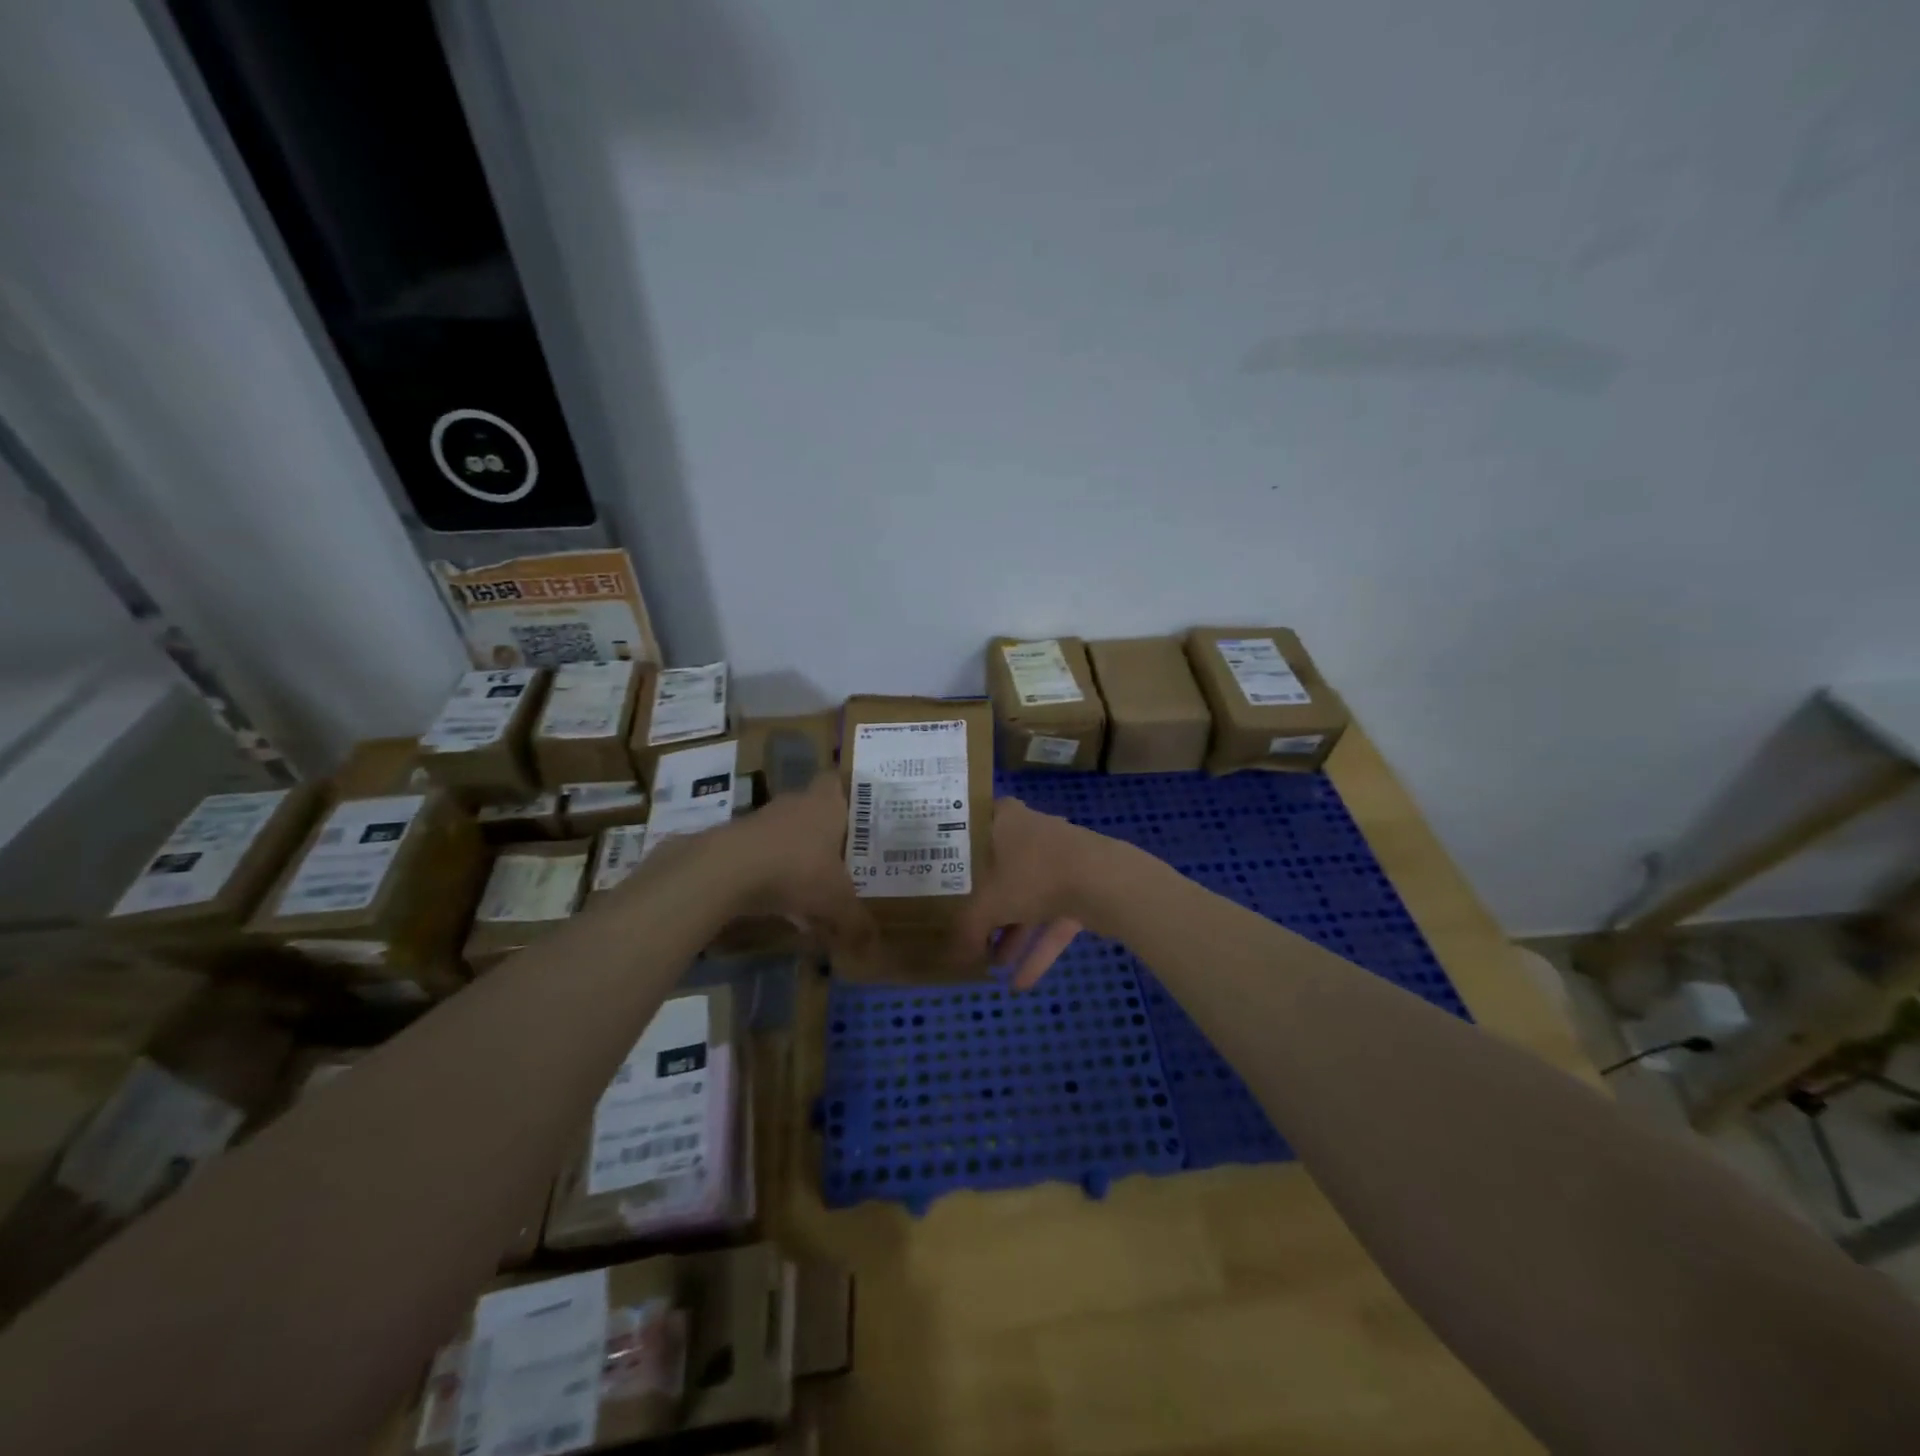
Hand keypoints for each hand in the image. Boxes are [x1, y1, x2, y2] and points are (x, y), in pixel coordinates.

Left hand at [728, 772, 873, 952]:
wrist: (727, 869)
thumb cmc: (796, 869)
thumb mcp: (836, 901)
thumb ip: (856, 922)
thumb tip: (872, 945)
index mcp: (825, 804)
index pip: (835, 781)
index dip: (844, 792)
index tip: (853, 812)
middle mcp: (795, 804)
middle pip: (812, 809)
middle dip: (824, 833)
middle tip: (841, 858)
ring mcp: (761, 819)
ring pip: (786, 832)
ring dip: (796, 854)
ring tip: (810, 888)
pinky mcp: (736, 839)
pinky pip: (763, 852)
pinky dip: (771, 871)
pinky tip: (778, 902)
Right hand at [952, 798, 1111, 990]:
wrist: (1105, 882)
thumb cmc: (1033, 875)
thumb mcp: (986, 905)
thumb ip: (965, 931)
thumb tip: (952, 957)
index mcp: (1005, 820)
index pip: (972, 830)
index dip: (955, 854)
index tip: (940, 875)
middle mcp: (1032, 833)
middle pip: (999, 870)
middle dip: (984, 906)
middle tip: (962, 929)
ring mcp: (1060, 860)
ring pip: (1027, 898)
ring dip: (1011, 934)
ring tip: (991, 966)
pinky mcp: (1082, 886)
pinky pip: (1052, 919)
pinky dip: (1038, 949)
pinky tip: (1020, 983)